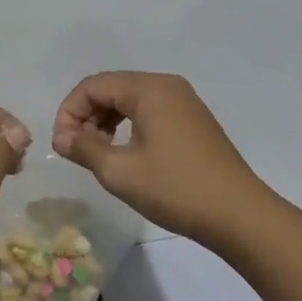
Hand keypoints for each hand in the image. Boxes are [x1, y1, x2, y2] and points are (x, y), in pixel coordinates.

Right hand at [51, 72, 277, 254]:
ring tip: (98, 155)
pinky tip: (126, 155)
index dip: (69, 112)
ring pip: (130, 101)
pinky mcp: (193, 121)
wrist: (239, 215)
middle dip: (87, 116)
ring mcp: (184, 102)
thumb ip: (84, 148)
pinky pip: (150, 112)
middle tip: (76, 151)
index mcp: (149, 89)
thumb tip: (62, 137)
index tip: (61, 145)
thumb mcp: (119, 171)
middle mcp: (167, 85)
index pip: (93, 85)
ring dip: (106, 123)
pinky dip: (129, 127)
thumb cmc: (175, 188)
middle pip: (112, 89)